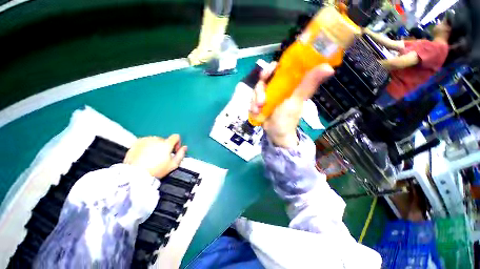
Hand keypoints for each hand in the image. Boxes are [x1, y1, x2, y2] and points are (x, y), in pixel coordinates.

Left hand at [124, 135, 186, 177]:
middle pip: (165, 140)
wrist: (135, 174)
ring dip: (156, 146)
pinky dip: (147, 146)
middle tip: (162, 156)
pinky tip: (145, 154)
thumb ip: (181, 154)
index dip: (177, 143)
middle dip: (165, 146)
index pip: (176, 137)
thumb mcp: (173, 165)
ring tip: (152, 156)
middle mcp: (156, 139)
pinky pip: (145, 141)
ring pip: (155, 140)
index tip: (174, 150)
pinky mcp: (136, 143)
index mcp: (166, 144)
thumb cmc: (156, 170)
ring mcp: (145, 140)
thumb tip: (184, 147)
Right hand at [250, 62, 333, 147]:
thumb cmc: (288, 119)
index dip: (271, 68)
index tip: (267, 73)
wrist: (276, 134)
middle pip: (263, 79)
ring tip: (258, 110)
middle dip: (259, 89)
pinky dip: (252, 106)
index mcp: (288, 84)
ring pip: (256, 90)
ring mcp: (267, 95)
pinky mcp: (260, 103)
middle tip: (260, 100)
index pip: (279, 68)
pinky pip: (252, 100)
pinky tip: (256, 113)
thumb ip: (307, 85)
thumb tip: (329, 67)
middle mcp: (277, 87)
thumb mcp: (296, 101)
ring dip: (255, 100)